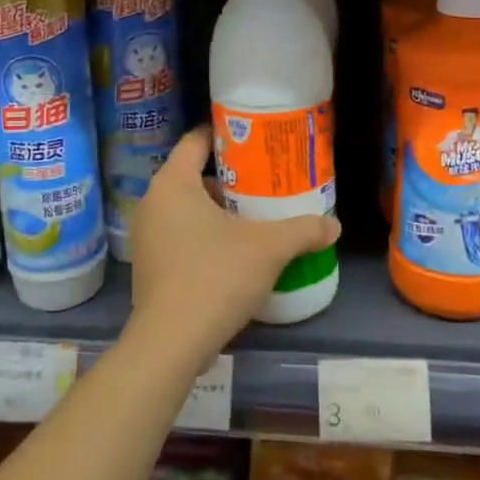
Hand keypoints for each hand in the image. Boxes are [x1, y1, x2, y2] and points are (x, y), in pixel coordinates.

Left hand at [124, 128, 339, 372]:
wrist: (170, 343)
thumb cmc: (215, 277)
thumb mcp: (268, 249)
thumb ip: (303, 231)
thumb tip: (334, 226)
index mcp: (173, 183)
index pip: (195, 141)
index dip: (225, 136)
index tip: (254, 140)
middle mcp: (152, 203)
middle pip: (192, 175)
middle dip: (229, 178)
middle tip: (263, 182)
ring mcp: (145, 236)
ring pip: (185, 208)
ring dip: (217, 210)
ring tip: (253, 218)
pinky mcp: (148, 266)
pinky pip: (178, 235)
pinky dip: (202, 235)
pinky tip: (232, 253)